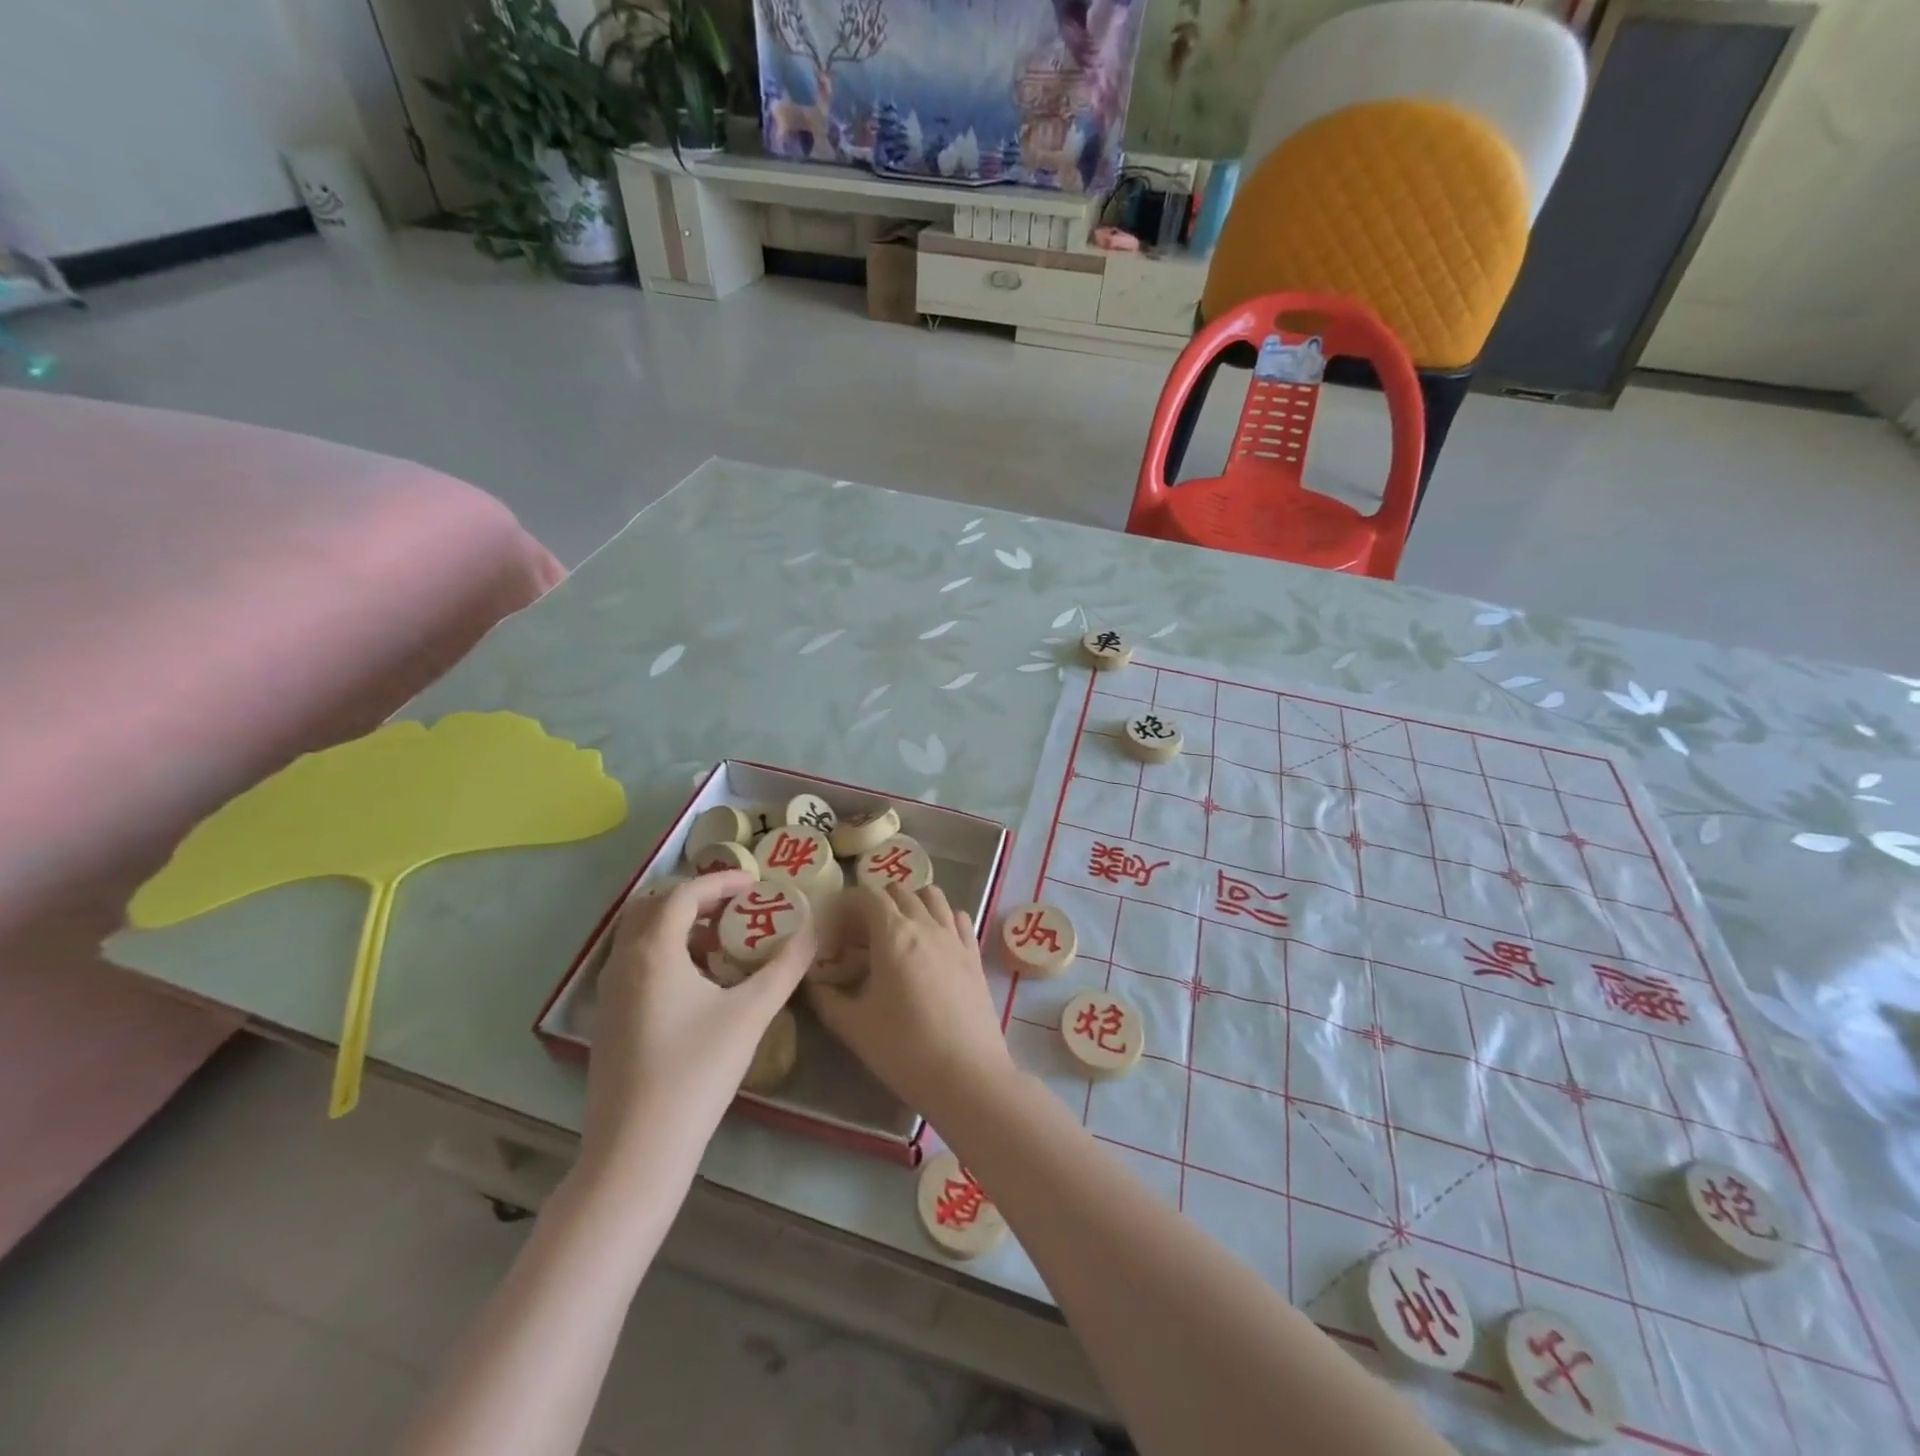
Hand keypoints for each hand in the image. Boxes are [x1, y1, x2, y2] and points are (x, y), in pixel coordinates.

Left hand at [580, 871, 813, 1185]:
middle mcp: (623, 962)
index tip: (757, 884)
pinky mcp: (608, 1019)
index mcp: (653, 951)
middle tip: (738, 907)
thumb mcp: (751, 1013)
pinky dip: (668, 953)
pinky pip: (637, 963)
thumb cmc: (696, 1072)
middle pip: (655, 906)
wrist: (637, 1151)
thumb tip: (815, 929)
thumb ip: (786, 966)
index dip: (722, 881)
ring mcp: (609, 993)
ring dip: (682, 926)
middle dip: (698, 898)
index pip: (685, 893)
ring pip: (642, 936)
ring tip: (726, 942)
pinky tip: (701, 984)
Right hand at [808, 884, 1013, 1122]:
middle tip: (859, 931)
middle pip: (900, 891)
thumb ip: (826, 998)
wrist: (967, 1076)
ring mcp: (955, 937)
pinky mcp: (975, 955)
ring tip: (896, 930)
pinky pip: (958, 918)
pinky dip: (941, 917)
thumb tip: (812, 982)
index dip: (847, 901)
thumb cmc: (904, 1050)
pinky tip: (932, 941)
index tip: (833, 921)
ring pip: (933, 897)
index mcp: (894, 934)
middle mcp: (927, 925)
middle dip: (876, 901)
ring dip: (911, 902)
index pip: (868, 895)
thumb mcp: (853, 1027)